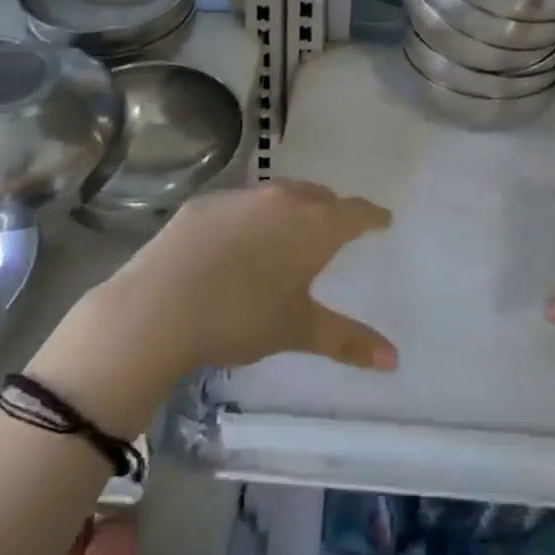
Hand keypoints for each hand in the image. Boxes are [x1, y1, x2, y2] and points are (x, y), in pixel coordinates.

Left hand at [95, 180, 397, 377]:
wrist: (160, 305)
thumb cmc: (241, 317)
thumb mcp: (297, 329)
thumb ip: (347, 340)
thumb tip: (394, 360)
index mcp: (314, 225)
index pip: (355, 211)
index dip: (372, 216)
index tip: (382, 220)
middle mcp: (283, 199)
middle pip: (318, 195)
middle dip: (332, 210)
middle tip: (335, 230)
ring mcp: (242, 196)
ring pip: (279, 194)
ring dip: (292, 209)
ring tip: (289, 233)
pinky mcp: (206, 203)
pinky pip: (242, 203)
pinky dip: (252, 217)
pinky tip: (238, 243)